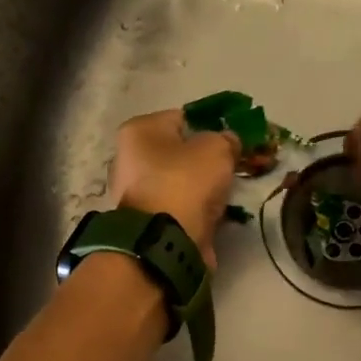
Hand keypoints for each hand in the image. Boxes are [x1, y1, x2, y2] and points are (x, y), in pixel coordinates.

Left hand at [109, 109, 240, 266]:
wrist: (167, 241)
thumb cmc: (186, 182)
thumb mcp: (217, 149)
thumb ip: (227, 139)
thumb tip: (228, 143)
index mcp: (139, 130)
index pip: (182, 119)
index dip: (211, 129)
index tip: (231, 144)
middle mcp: (128, 158)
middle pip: (178, 152)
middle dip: (204, 161)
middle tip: (230, 170)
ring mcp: (135, 193)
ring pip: (179, 182)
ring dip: (201, 189)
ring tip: (224, 196)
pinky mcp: (145, 221)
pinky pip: (178, 207)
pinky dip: (194, 211)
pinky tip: (212, 216)